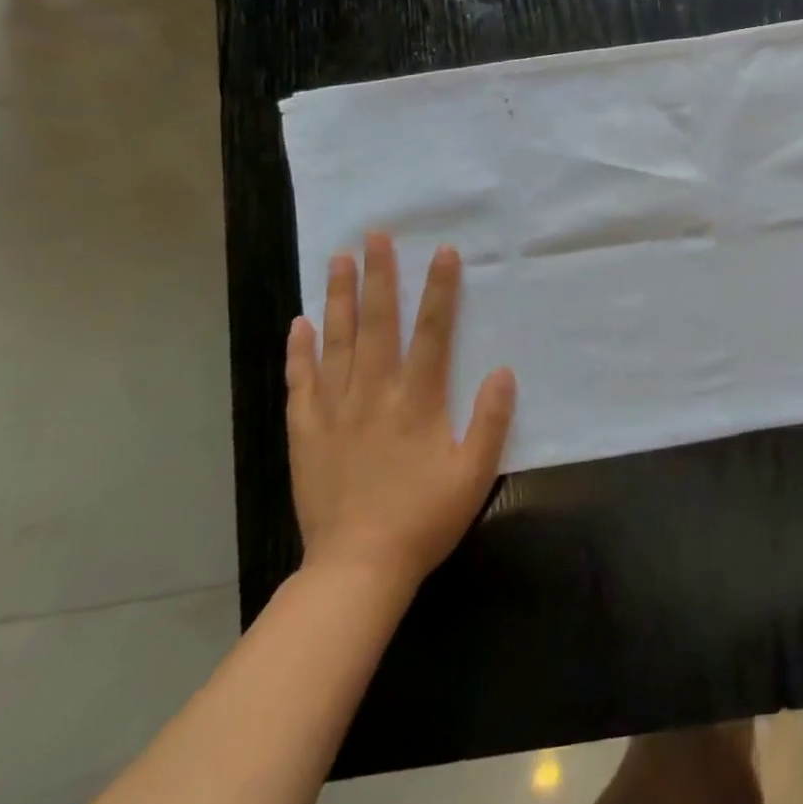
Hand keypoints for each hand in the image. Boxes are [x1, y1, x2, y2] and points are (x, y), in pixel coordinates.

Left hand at [285, 233, 514, 591]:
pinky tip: (299, 324)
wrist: (357, 568)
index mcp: (417, 402)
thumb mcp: (475, 473)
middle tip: (374, 235)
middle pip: (377, 325)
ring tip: (337, 259)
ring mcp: (334, 412)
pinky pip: (301, 383)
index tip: (441, 251)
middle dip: (379, 276)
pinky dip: (299, 351)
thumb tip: (503, 371)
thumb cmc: (424, 518)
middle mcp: (373, 395)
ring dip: (339, 298)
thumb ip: (491, 421)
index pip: (431, 334)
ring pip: (336, 343)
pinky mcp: (306, 433)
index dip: (438, 291)